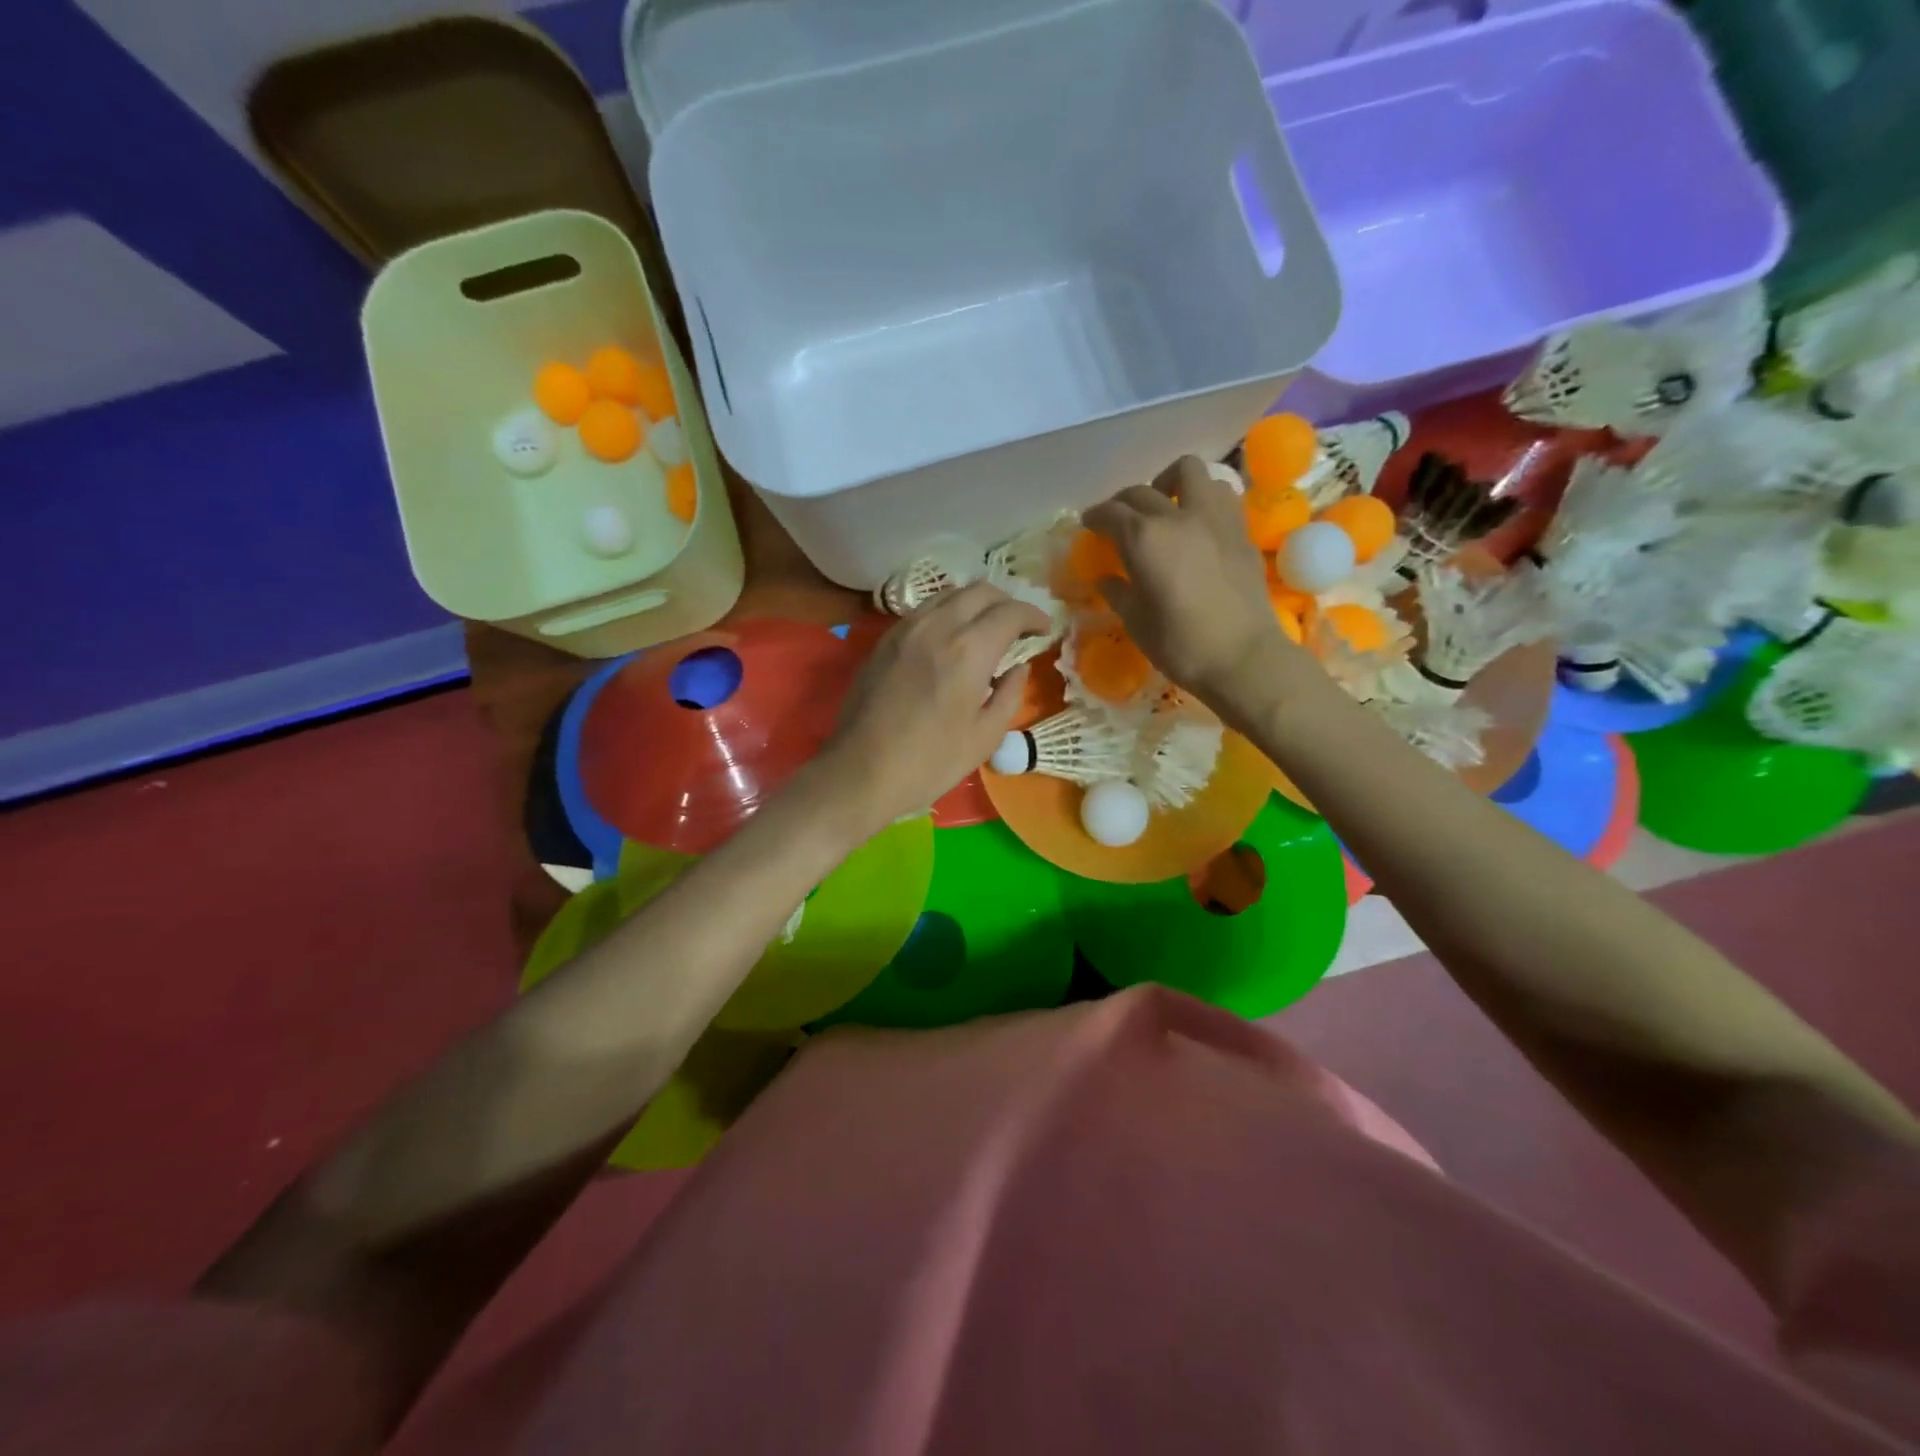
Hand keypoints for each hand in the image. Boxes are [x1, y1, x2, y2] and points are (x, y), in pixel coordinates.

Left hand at [815, 583, 1050, 833]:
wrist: (861, 772)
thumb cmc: (930, 762)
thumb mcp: (984, 737)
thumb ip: (1009, 694)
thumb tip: (1019, 668)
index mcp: (969, 651)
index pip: (1010, 612)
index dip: (1034, 616)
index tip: (1045, 630)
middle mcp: (937, 627)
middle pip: (980, 591)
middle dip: (1006, 602)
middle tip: (1018, 627)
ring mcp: (905, 629)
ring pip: (949, 594)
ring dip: (975, 603)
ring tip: (985, 628)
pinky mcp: (884, 641)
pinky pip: (923, 610)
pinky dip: (947, 613)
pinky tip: (950, 639)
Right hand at [1084, 456, 1306, 709]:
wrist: (1243, 657)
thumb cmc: (1181, 645)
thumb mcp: (1137, 623)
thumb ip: (1118, 593)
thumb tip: (1106, 579)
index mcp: (1144, 539)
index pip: (1111, 514)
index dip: (1095, 517)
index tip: (1089, 524)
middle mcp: (1178, 516)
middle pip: (1142, 490)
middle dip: (1123, 502)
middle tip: (1118, 521)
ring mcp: (1214, 517)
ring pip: (1189, 472)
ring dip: (1170, 483)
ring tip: (1165, 506)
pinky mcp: (1241, 529)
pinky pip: (1219, 494)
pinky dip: (1202, 498)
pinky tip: (1196, 522)